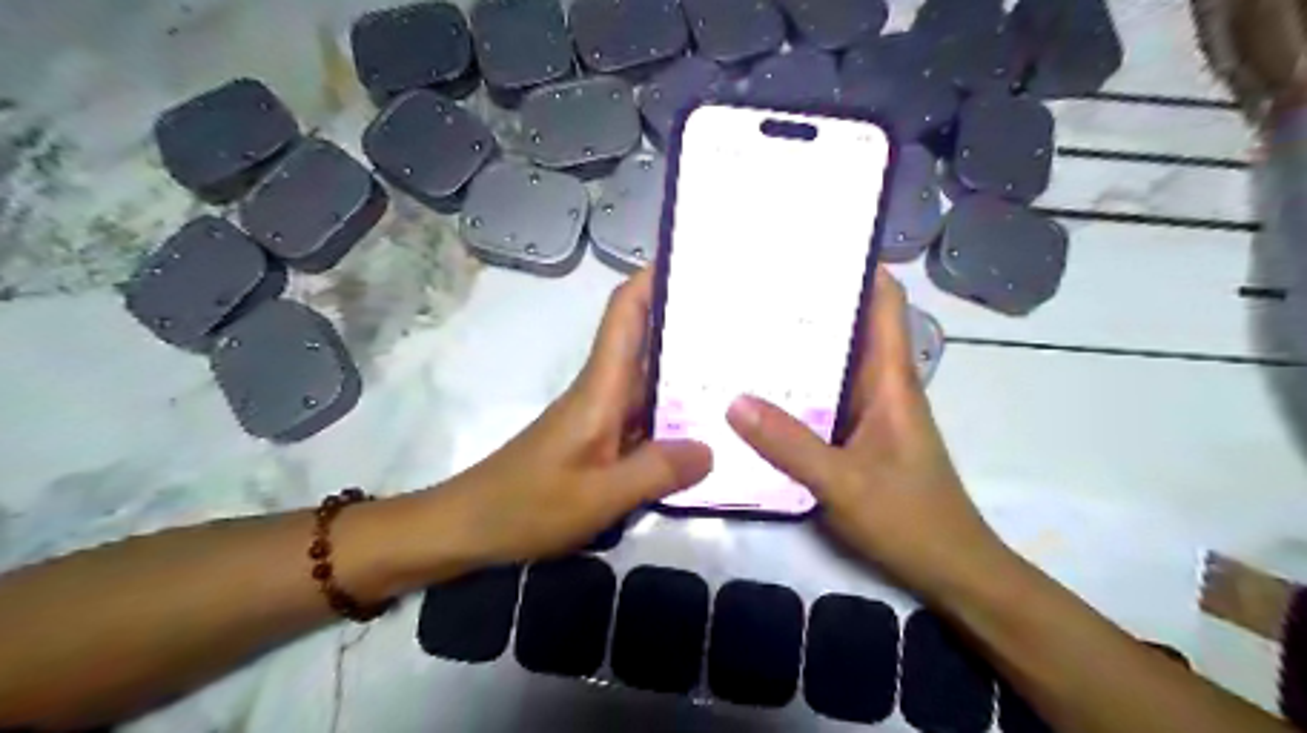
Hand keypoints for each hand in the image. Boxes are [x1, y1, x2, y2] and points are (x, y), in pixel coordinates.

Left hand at [434, 269, 714, 566]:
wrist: (470, 526)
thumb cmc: (527, 505)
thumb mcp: (599, 496)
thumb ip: (656, 471)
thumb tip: (711, 448)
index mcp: (600, 388)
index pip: (625, 314)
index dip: (653, 279)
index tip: (694, 261)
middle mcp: (603, 391)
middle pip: (646, 341)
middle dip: (688, 322)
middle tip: (743, 318)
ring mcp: (601, 416)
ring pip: (650, 379)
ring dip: (687, 369)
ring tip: (739, 366)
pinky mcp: (600, 440)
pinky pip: (647, 415)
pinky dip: (676, 412)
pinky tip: (706, 426)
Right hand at [725, 268, 1008, 601]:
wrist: (950, 570)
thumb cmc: (910, 519)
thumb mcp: (845, 482)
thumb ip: (790, 444)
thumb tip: (733, 399)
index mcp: (891, 380)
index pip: (885, 304)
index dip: (859, 269)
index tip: (811, 249)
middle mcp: (880, 386)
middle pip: (849, 329)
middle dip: (809, 305)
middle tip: (751, 289)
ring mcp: (866, 413)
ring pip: (831, 365)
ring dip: (797, 348)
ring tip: (742, 330)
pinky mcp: (854, 437)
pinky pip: (821, 400)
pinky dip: (793, 389)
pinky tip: (754, 392)